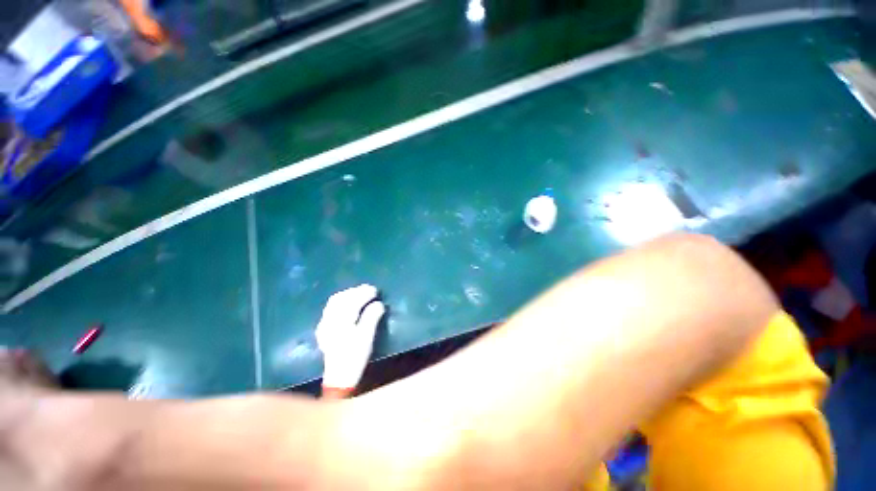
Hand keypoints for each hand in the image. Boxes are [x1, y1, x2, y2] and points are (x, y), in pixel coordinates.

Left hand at [316, 284, 385, 391]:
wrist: (339, 376)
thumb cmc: (355, 357)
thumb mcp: (367, 337)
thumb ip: (372, 318)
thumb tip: (379, 303)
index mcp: (341, 322)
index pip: (352, 301)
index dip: (364, 293)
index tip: (376, 290)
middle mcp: (329, 320)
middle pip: (341, 299)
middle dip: (356, 291)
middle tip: (370, 289)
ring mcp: (324, 324)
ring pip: (334, 302)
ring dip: (348, 294)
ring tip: (360, 292)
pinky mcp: (323, 328)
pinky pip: (330, 308)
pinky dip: (341, 300)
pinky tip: (348, 302)